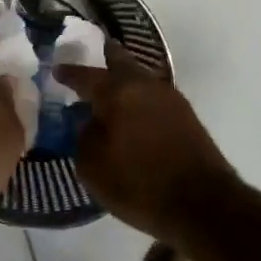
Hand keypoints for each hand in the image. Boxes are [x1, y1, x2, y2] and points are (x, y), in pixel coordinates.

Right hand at [56, 39, 238, 238]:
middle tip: (92, 55)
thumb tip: (89, 123)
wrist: (203, 205)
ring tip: (109, 88)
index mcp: (117, 92)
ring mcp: (170, 99)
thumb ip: (83, 137)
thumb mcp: (92, 167)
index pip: (85, 75)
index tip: (56, 69)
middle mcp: (145, 85)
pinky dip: (139, 97)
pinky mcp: (187, 117)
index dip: (68, 72)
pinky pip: (153, 96)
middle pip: (121, 61)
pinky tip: (131, 111)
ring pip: (140, 78)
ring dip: (124, 79)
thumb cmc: (139, 184)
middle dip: (105, 56)